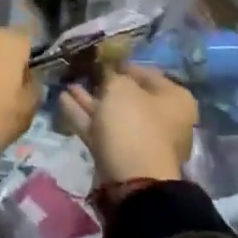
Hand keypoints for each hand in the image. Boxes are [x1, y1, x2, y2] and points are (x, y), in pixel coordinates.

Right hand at [57, 64, 198, 184]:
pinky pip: (101, 128)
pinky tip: (63, 101)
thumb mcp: (121, 88)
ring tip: (67, 84)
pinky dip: (83, 116)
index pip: (146, 73)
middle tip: (82, 72)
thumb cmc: (134, 124)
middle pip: (128, 96)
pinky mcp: (121, 154)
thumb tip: (107, 69)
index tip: (100, 57)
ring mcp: (140, 138)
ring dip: (89, 99)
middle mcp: (161, 118)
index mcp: (173, 99)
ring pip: (111, 113)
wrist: (133, 179)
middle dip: (103, 84)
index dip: (121, 64)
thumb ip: (111, 74)